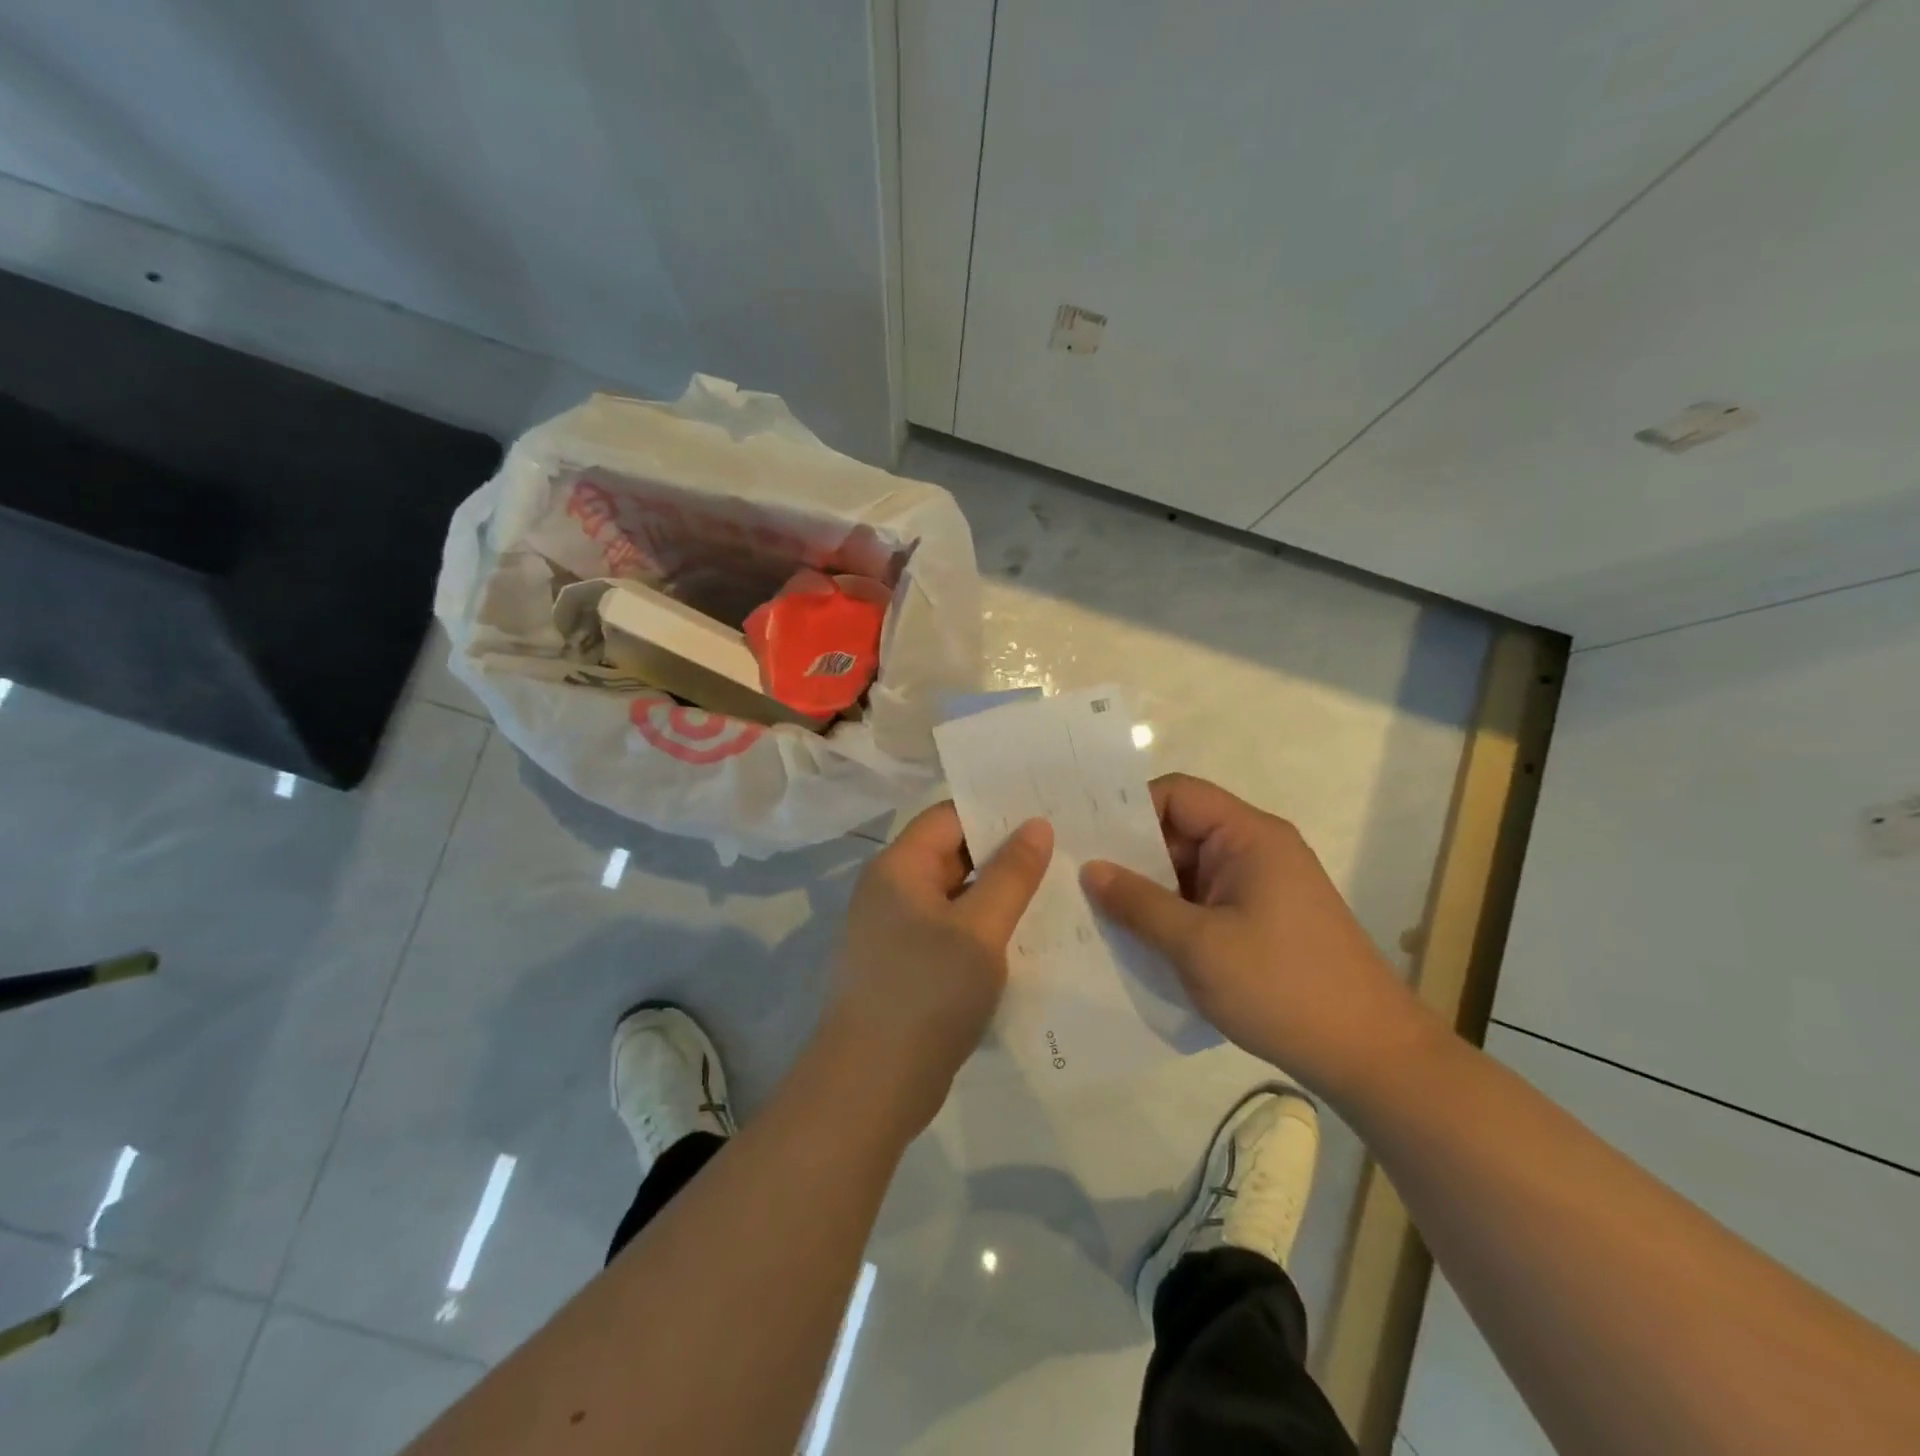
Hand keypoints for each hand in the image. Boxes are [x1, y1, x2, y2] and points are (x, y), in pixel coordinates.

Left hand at [827, 803, 1053, 1133]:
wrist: (871, 1086)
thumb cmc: (926, 994)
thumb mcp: (980, 930)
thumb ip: (1011, 875)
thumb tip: (1037, 824)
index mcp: (899, 867)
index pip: (950, 816)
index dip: (996, 810)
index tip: (1046, 811)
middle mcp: (891, 889)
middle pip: (952, 853)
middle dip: (1003, 852)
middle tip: (1063, 848)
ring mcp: (896, 929)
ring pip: (955, 894)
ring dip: (997, 892)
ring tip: (1056, 887)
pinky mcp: (906, 965)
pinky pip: (950, 929)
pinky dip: (983, 927)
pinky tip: (1026, 935)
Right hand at [1082, 773, 1433, 1099]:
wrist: (1370, 1056)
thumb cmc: (1282, 987)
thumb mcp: (1198, 945)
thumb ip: (1139, 903)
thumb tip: (1090, 869)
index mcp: (1249, 836)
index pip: (1177, 794)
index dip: (1129, 808)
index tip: (1085, 837)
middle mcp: (1255, 850)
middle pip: (1179, 830)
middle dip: (1130, 853)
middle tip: (1075, 875)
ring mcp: (1259, 887)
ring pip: (1187, 869)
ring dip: (1148, 889)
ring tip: (1094, 909)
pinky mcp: (1260, 920)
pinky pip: (1203, 900)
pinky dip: (1170, 913)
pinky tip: (1135, 937)